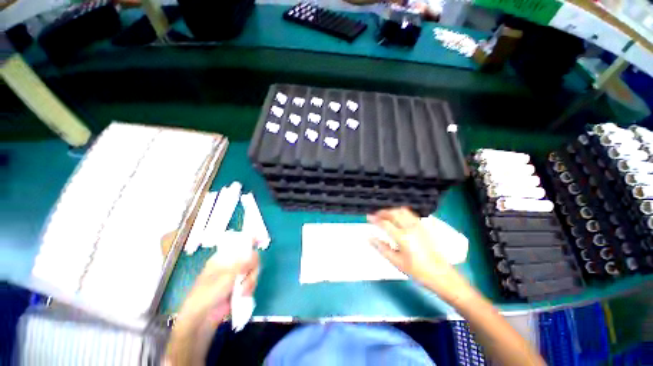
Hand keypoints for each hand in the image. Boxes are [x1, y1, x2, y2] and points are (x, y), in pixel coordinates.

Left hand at [166, 251, 258, 365]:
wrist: (202, 319)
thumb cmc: (208, 293)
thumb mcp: (225, 276)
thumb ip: (242, 264)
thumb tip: (256, 254)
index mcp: (224, 258)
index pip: (240, 245)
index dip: (250, 241)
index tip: (260, 240)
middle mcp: (232, 265)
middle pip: (251, 258)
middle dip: (252, 268)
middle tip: (247, 276)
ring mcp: (236, 276)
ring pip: (253, 271)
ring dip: (250, 281)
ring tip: (242, 292)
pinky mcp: (240, 287)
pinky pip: (252, 282)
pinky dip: (250, 288)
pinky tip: (243, 295)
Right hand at [367, 207, 473, 305]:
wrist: (440, 274)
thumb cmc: (417, 270)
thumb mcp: (396, 262)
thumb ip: (381, 247)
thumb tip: (369, 237)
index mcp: (402, 237)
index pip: (385, 223)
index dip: (375, 219)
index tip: (368, 217)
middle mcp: (410, 228)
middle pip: (394, 213)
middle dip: (382, 212)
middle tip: (375, 215)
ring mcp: (418, 226)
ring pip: (402, 211)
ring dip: (391, 210)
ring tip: (384, 214)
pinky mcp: (423, 226)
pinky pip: (409, 213)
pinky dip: (400, 212)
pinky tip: (397, 216)